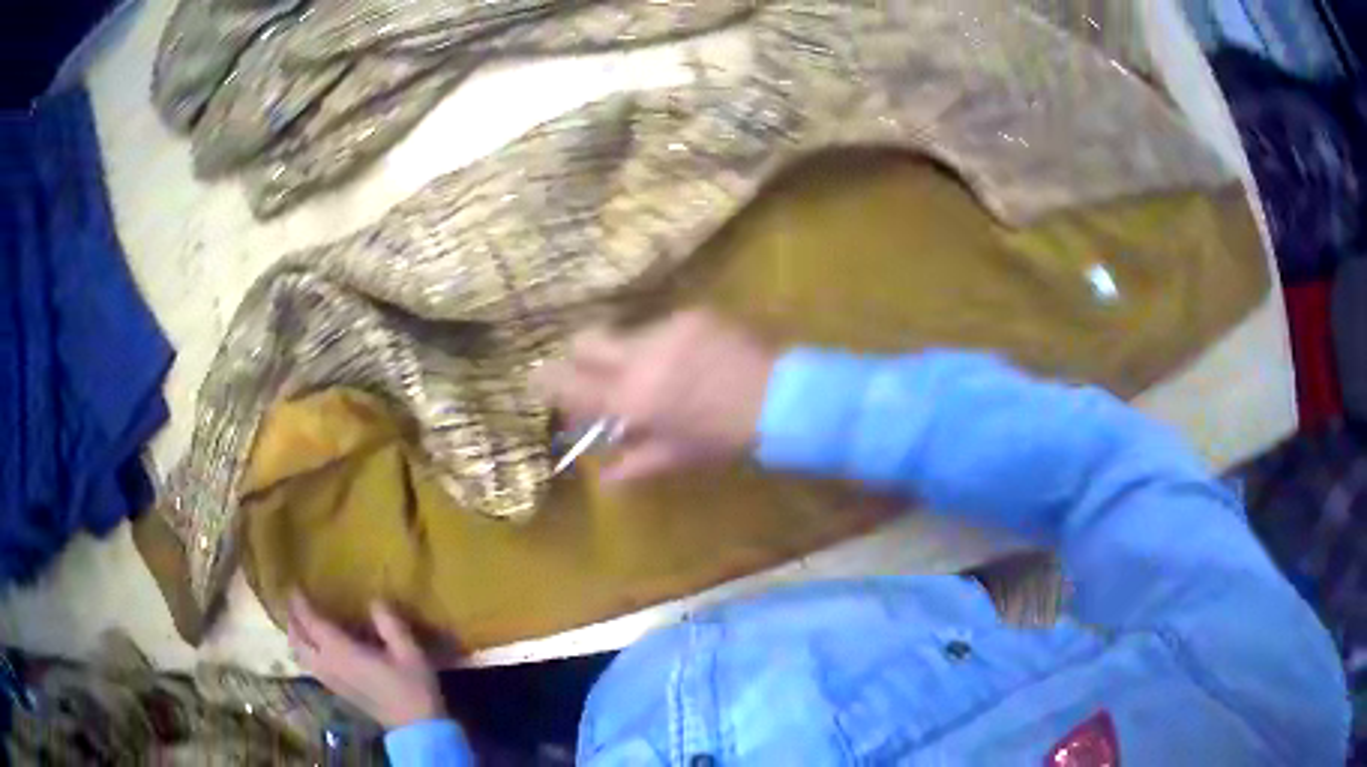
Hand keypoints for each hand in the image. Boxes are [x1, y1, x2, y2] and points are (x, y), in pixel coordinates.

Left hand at [287, 594, 445, 729]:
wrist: (417, 727)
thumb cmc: (413, 687)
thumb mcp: (409, 652)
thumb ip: (389, 623)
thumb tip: (374, 600)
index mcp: (342, 653)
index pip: (312, 623)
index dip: (300, 604)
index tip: (294, 585)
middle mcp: (329, 666)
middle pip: (299, 640)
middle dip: (293, 619)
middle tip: (294, 601)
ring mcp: (331, 680)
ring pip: (301, 655)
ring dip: (296, 636)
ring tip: (300, 621)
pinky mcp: (337, 690)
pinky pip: (310, 665)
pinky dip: (305, 650)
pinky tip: (316, 646)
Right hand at [535, 309, 776, 483]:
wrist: (781, 399)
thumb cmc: (725, 438)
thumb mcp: (678, 456)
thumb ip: (633, 464)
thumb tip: (604, 477)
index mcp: (630, 399)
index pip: (568, 383)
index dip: (547, 381)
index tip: (539, 382)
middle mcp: (639, 357)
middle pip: (585, 340)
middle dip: (579, 355)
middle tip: (593, 372)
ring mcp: (666, 330)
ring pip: (626, 333)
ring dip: (628, 353)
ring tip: (658, 373)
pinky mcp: (691, 315)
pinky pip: (663, 327)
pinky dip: (664, 344)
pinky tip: (689, 360)